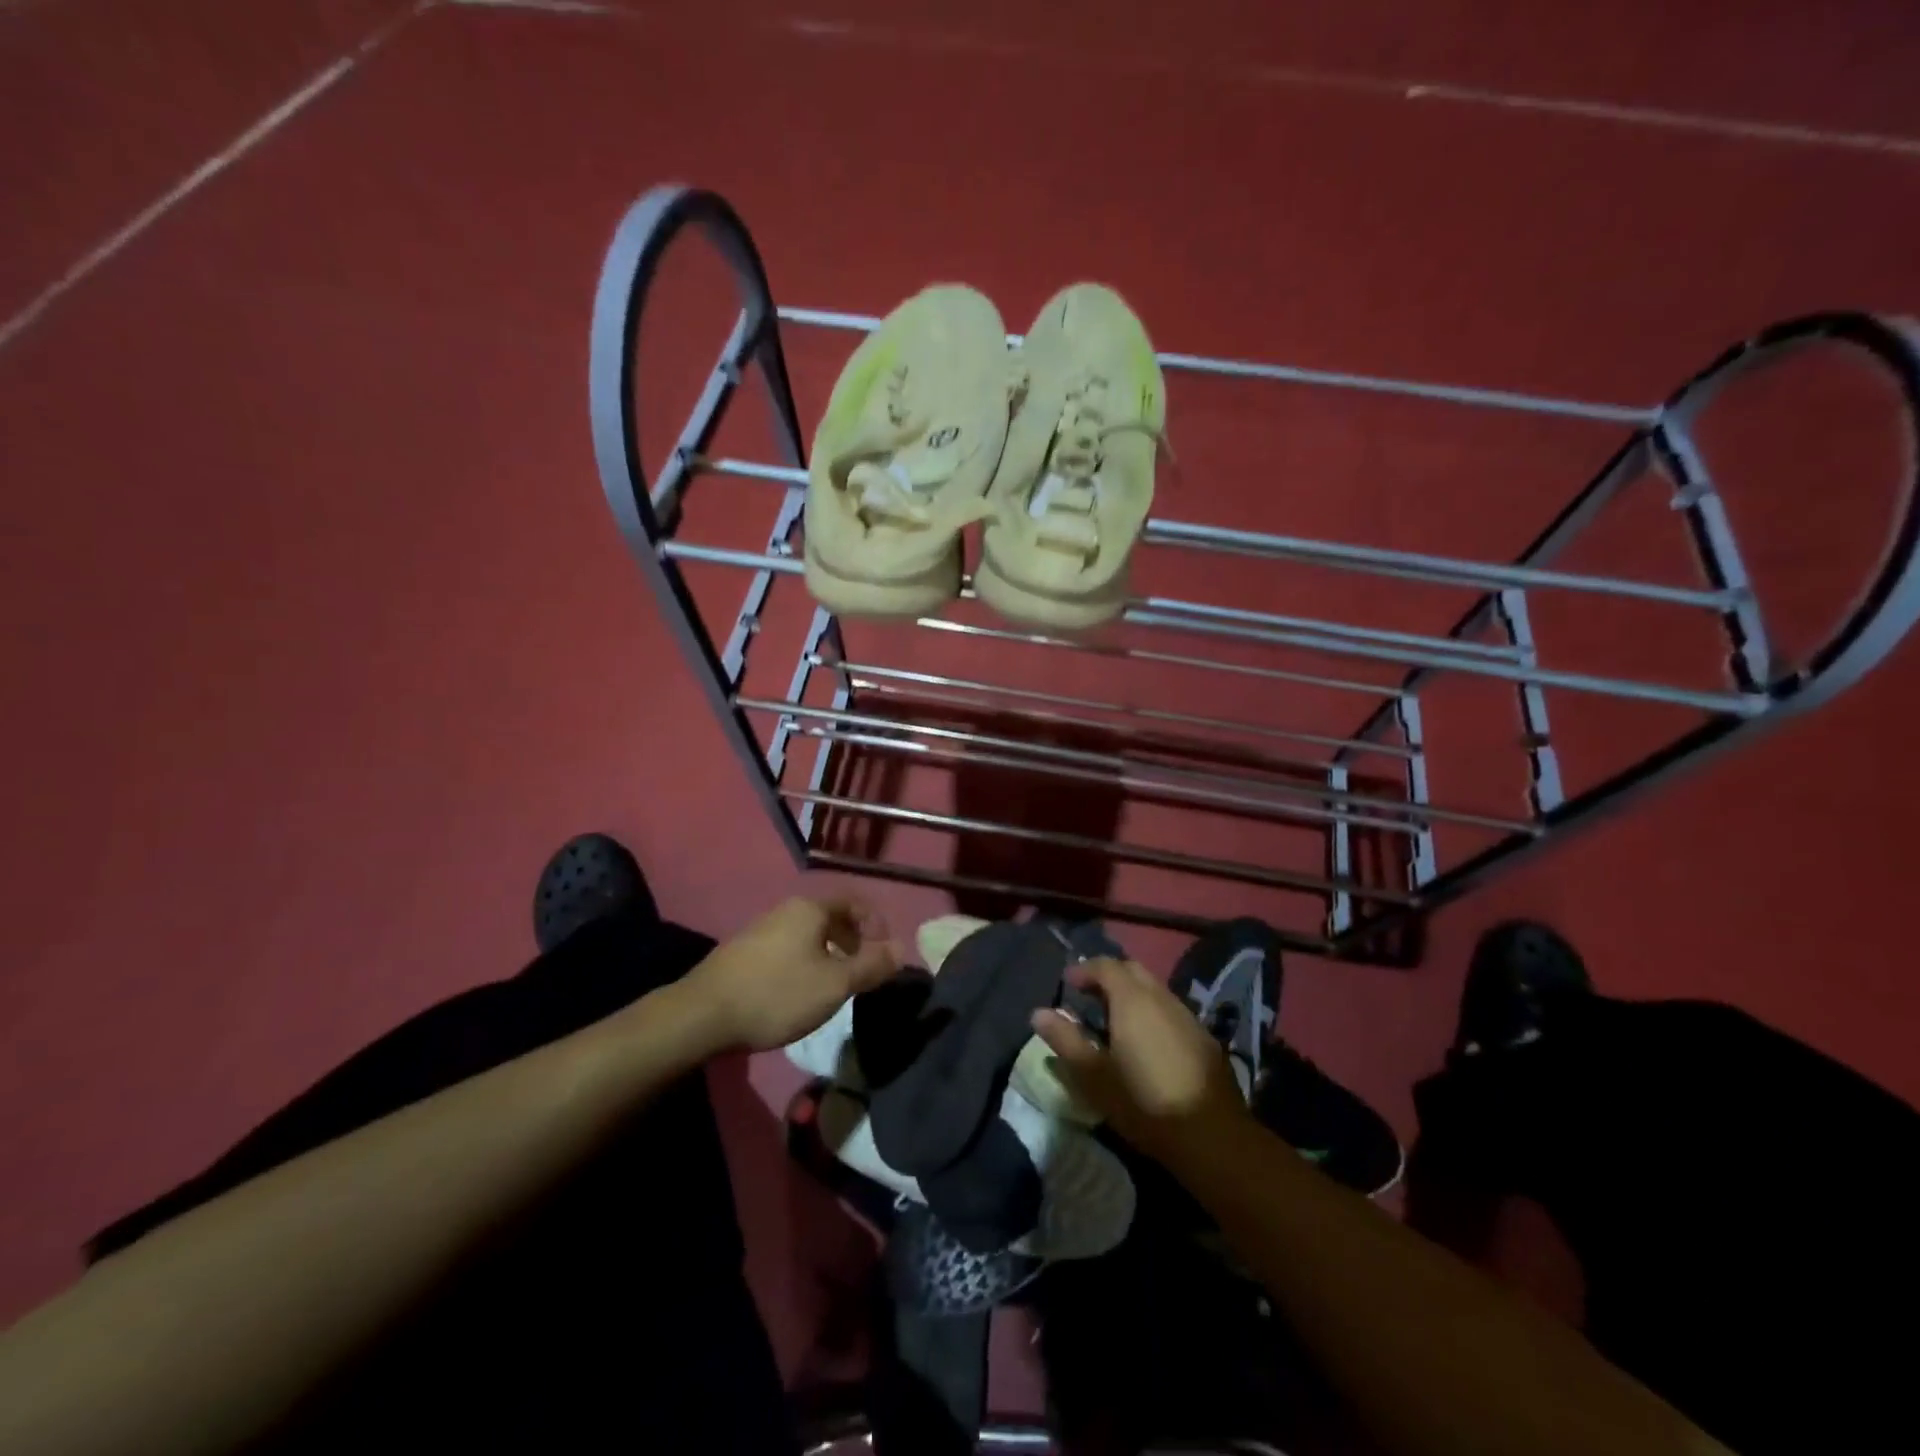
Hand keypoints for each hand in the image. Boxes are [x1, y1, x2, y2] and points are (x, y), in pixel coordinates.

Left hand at [686, 895, 899, 1051]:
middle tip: (863, 972)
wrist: (702, 1015)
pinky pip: (788, 948)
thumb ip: (870, 965)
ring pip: (808, 934)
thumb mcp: (834, 984)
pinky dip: (805, 962)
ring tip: (834, 986)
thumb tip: (901, 948)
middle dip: (854, 941)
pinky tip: (799, 992)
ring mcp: (761, 929)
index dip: (876, 924)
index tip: (885, 954)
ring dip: (829, 954)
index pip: (855, 902)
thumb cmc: (777, 994)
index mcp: (810, 909)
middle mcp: (786, 910)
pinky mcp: (744, 952)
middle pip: (831, 917)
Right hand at [1031, 958, 1247, 1162]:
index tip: (1067, 983)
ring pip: (1155, 990)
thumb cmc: (1144, 1103)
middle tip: (1089, 997)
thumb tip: (1038, 1013)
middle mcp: (1162, 998)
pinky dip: (1152, 1013)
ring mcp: (1187, 1016)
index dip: (1084, 969)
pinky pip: (1171, 1011)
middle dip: (1109, 976)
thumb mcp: (1094, 1076)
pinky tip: (1147, 1043)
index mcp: (1132, 1000)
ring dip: (1132, 995)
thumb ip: (1065, 1039)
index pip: (1106, 966)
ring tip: (1115, 1021)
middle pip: (1133, 971)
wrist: (1212, 1137)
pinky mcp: (1204, 1038)